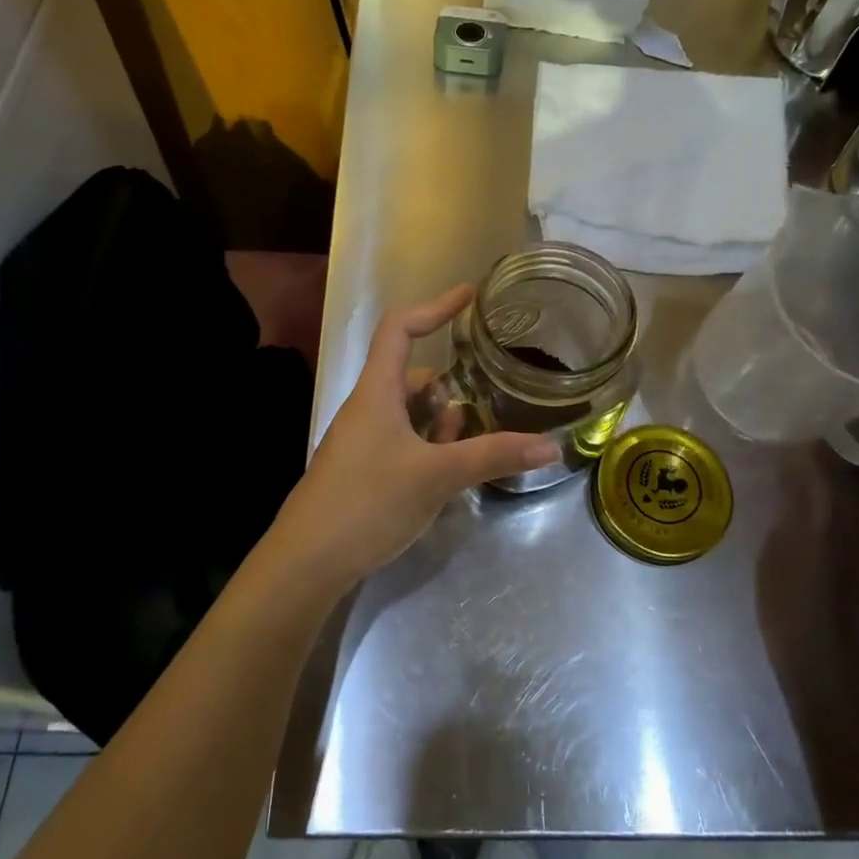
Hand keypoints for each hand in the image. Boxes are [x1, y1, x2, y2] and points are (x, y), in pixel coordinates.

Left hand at [266, 285, 558, 592]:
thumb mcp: (437, 476)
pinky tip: (443, 478)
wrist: (308, 561)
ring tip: (463, 454)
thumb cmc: (368, 502)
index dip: (434, 307)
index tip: (469, 297)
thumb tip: (550, 446)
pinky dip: (426, 449)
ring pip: (409, 415)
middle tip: (478, 417)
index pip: (400, 328)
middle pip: (412, 377)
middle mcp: (367, 408)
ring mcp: (362, 440)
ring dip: (439, 426)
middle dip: (447, 393)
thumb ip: (493, 456)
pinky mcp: (363, 469)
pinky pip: (402, 442)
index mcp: (377, 392)